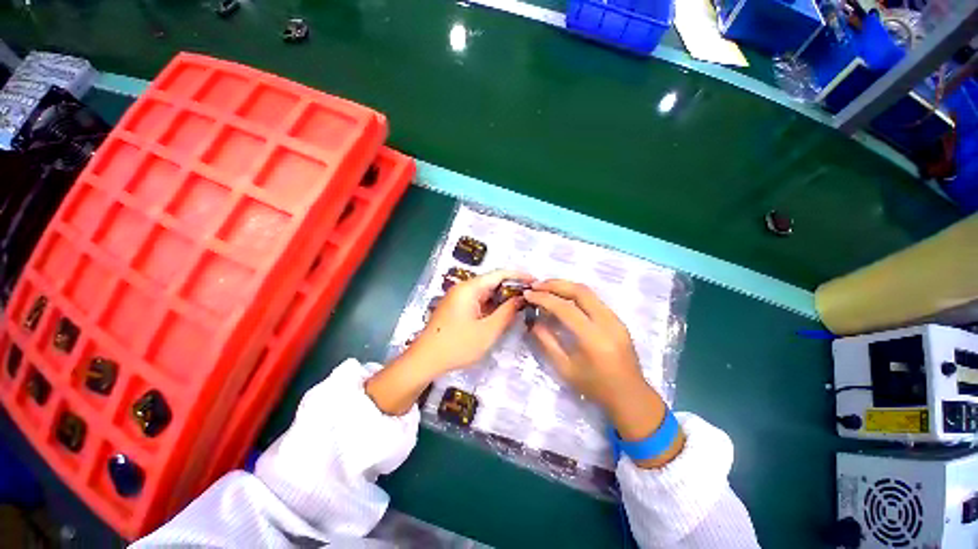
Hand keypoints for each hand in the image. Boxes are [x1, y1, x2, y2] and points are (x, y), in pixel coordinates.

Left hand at [366, 269, 532, 415]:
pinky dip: (492, 305)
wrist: (425, 360)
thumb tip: (521, 299)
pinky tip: (503, 313)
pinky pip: (479, 301)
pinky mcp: (457, 307)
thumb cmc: (457, 345)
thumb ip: (507, 312)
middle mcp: (464, 288)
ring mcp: (459, 298)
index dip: (519, 276)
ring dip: (503, 297)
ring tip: (522, 304)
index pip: (499, 274)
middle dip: (512, 288)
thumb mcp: (488, 331)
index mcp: (470, 288)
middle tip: (531, 297)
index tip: (536, 282)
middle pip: (492, 281)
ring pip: (486, 292)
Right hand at [525, 280, 683, 466]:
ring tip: (546, 287)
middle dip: (555, 284)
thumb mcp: (565, 368)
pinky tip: (563, 297)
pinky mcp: (617, 319)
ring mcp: (615, 319)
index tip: (528, 294)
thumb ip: (547, 342)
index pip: (565, 308)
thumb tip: (534, 321)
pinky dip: (575, 294)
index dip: (544, 298)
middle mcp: (607, 322)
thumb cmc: (595, 387)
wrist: (630, 396)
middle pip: (580, 291)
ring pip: (588, 292)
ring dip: (565, 286)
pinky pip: (594, 299)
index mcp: (593, 338)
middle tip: (536, 285)